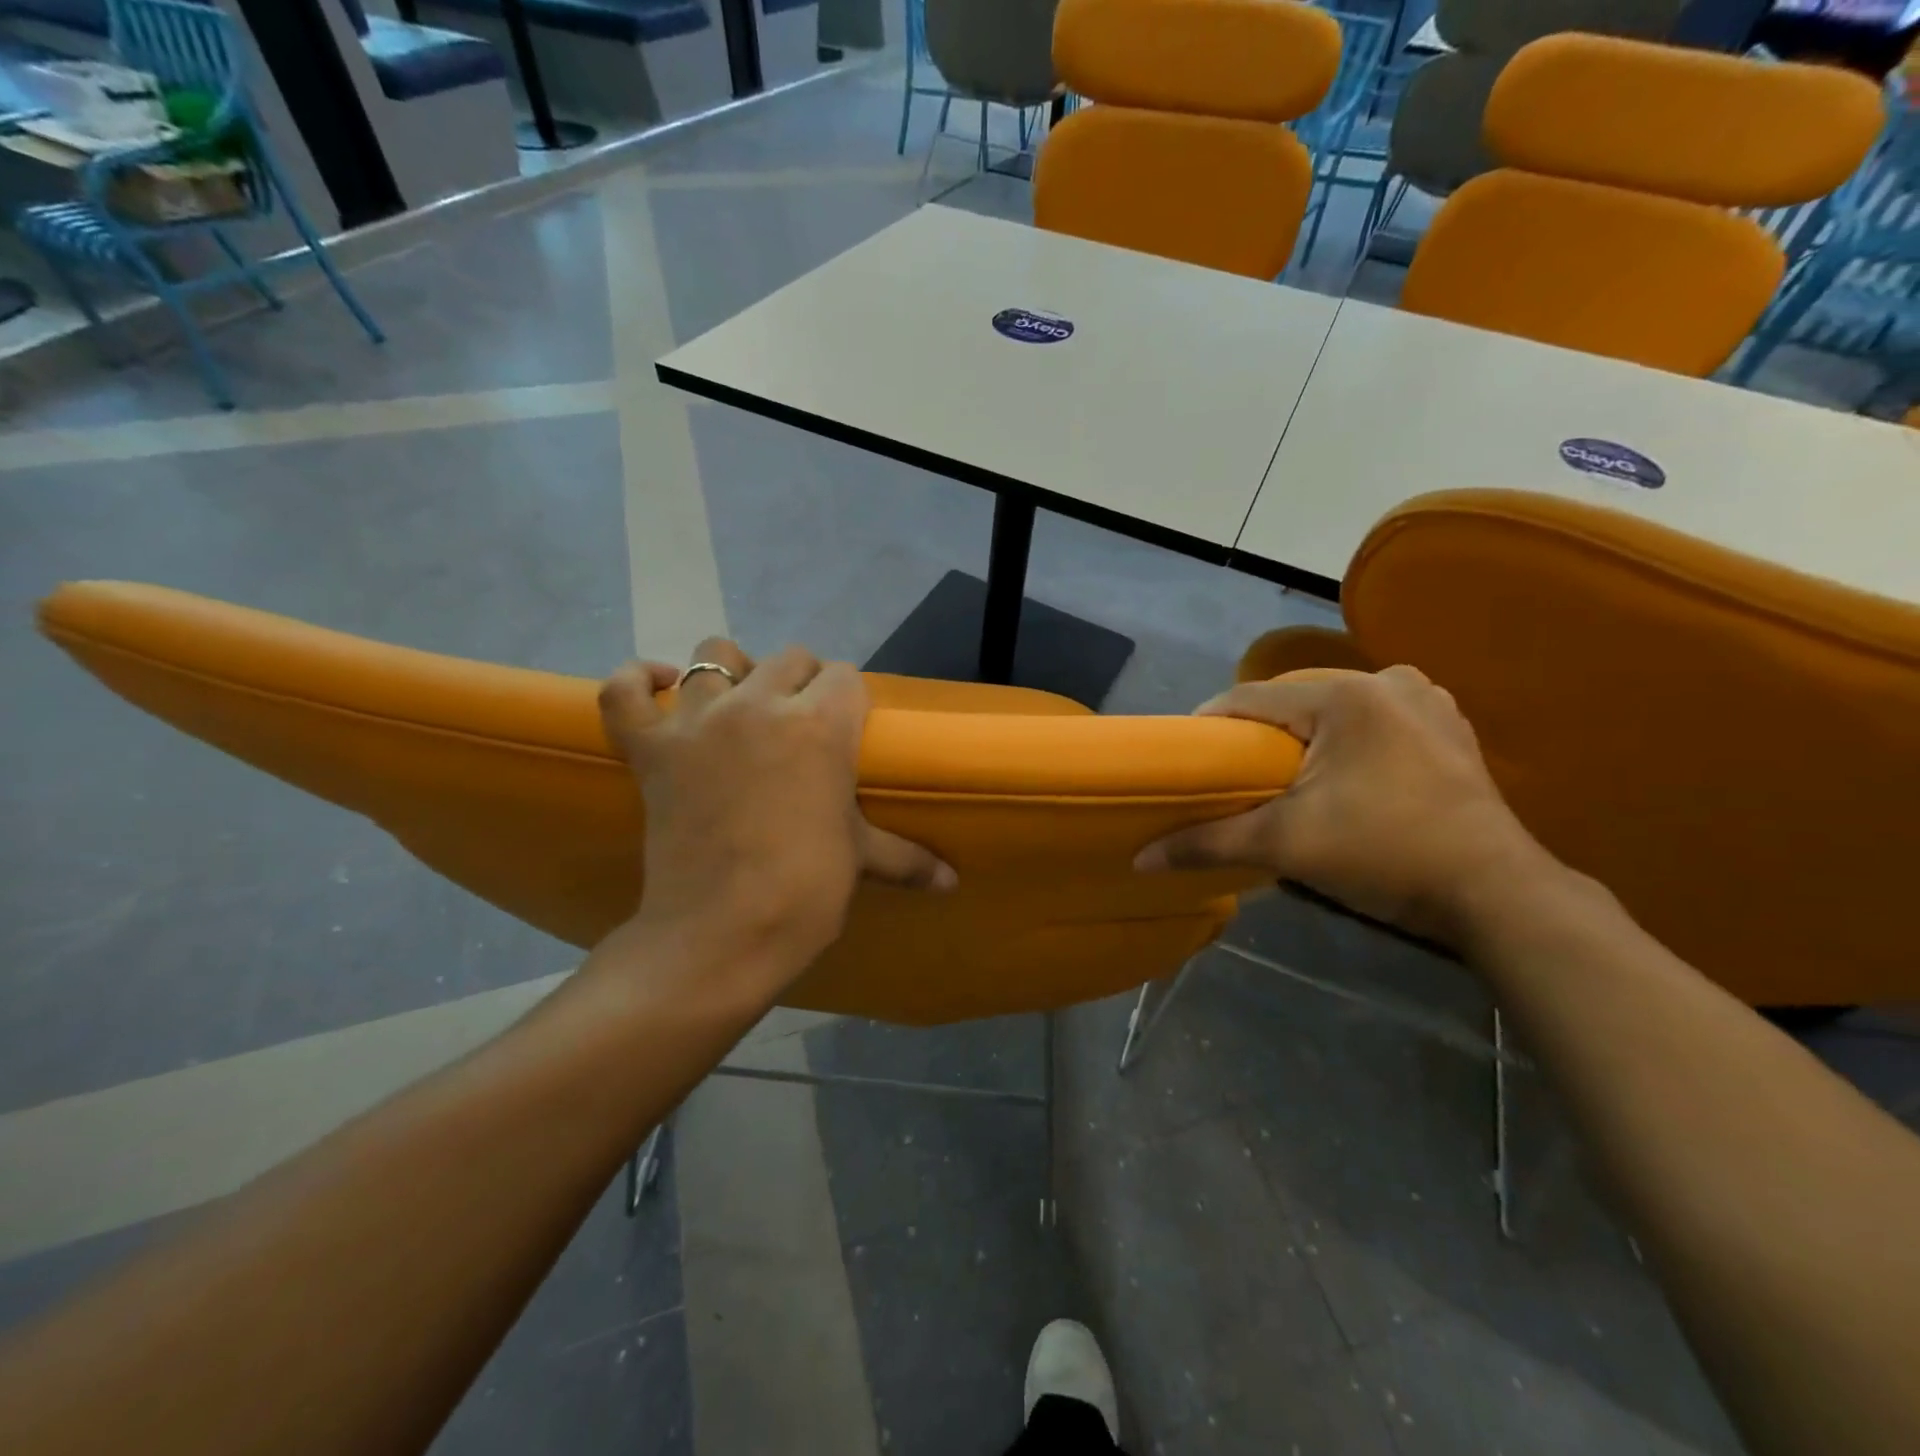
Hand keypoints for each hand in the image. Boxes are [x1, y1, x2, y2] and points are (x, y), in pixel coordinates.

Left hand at [599, 639, 953, 997]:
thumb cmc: (805, 892)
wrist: (720, 934)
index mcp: (821, 726)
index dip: (849, 700)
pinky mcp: (650, 748)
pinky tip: (655, 688)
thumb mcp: (860, 861)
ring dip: (731, 672)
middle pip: (790, 658)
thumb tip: (953, 884)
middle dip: (802, 682)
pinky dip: (635, 682)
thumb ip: (908, 858)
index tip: (847, 730)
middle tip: (800, 725)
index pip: (844, 677)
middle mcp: (760, 705)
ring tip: (738, 706)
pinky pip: (624, 691)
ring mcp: (698, 722)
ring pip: (713, 654)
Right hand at [1135, 667, 1554, 945]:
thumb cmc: (1385, 854)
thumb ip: (1209, 843)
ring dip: (1304, 735)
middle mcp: (1388, 682)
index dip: (1209, 724)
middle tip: (1235, 773)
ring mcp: (1427, 701)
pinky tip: (1342, 772)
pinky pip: (1375, 719)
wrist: (1497, 894)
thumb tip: (1140, 859)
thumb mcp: (1286, 845)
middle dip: (1259, 733)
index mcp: (1345, 697)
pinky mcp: (1449, 728)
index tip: (1187, 756)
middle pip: (1293, 701)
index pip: (1250, 698)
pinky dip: (1348, 738)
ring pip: (1334, 708)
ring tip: (1284, 775)